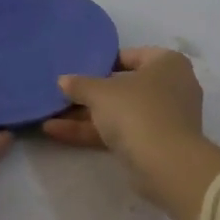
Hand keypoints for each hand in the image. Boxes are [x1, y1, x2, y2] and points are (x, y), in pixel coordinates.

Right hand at [42, 47, 219, 219]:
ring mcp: (164, 118)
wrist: (166, 164)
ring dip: (85, 116)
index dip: (102, 62)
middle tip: (61, 95)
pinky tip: (57, 132)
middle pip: (123, 87)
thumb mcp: (100, 92)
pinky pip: (120, 132)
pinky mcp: (155, 144)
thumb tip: (63, 81)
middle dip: (89, 94)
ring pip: (120, 112)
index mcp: (167, 63)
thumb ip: (80, 84)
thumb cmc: (137, 111)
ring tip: (49, 116)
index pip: (131, 55)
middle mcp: (171, 87)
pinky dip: (93, 132)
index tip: (78, 70)